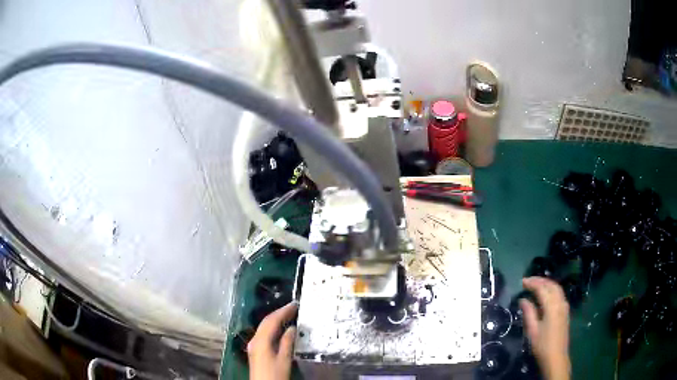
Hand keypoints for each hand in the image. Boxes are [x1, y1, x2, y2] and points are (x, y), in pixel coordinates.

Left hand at [248, 302, 297, 379]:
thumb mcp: (284, 359)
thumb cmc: (275, 374)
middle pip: (266, 322)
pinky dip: (273, 328)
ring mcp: (254, 345)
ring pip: (264, 327)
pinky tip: (281, 329)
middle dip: (279, 313)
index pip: (271, 321)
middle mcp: (255, 340)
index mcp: (260, 340)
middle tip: (293, 307)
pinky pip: (264, 334)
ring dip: (276, 320)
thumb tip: (292, 328)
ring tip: (289, 315)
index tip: (295, 304)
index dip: (283, 311)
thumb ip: (287, 342)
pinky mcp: (256, 350)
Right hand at [520, 277, 570, 379]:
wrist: (556, 357)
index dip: (532, 283)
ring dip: (546, 283)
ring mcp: (564, 306)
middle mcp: (560, 302)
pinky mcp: (565, 311)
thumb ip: (529, 313)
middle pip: (551, 285)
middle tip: (528, 281)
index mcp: (552, 307)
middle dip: (540, 281)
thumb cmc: (542, 345)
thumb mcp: (533, 330)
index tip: (522, 281)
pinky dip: (551, 289)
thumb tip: (523, 300)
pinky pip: (559, 294)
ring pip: (557, 288)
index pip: (542, 289)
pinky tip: (545, 294)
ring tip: (536, 284)